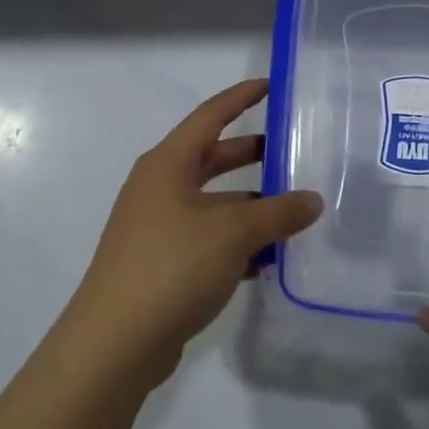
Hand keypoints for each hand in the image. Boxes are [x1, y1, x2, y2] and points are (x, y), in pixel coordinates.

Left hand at [60, 78, 322, 386]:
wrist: (116, 342)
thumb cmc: (172, 266)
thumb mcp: (233, 233)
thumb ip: (278, 213)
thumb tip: (313, 200)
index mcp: (167, 165)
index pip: (209, 117)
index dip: (240, 98)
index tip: (271, 86)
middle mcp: (159, 189)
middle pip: (212, 160)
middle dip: (252, 155)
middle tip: (294, 152)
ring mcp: (158, 228)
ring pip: (214, 204)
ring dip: (250, 207)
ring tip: (295, 212)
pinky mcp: (163, 264)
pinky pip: (208, 240)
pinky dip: (237, 243)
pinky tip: (269, 260)